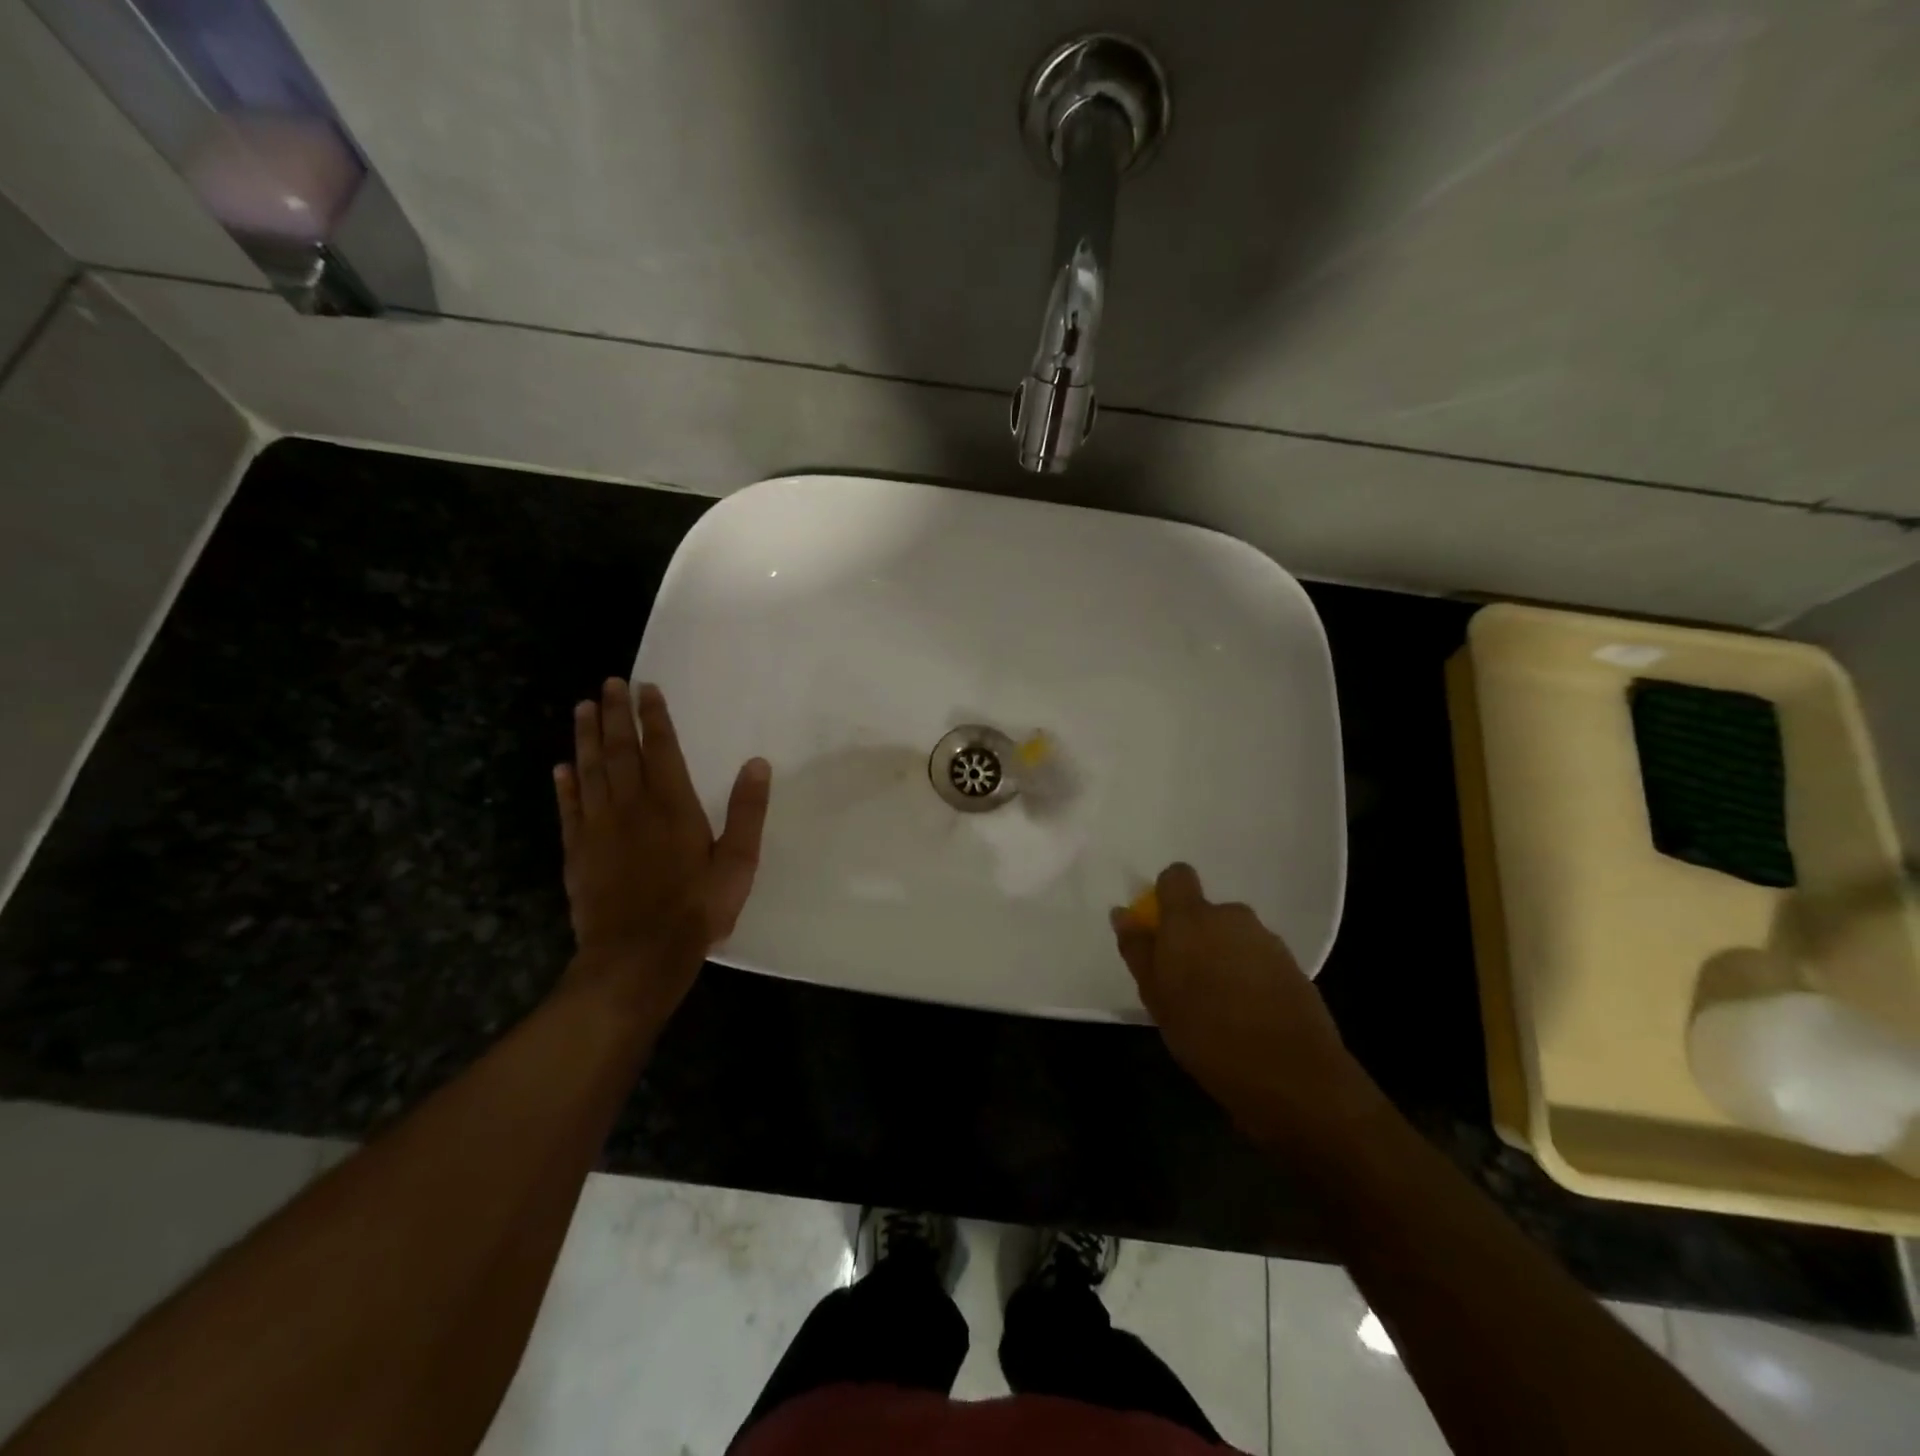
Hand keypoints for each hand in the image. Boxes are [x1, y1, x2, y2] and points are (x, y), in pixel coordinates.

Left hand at [554, 679, 770, 1017]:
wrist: (638, 956)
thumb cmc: (696, 908)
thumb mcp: (738, 862)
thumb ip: (747, 811)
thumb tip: (757, 763)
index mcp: (673, 805)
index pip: (662, 749)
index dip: (654, 717)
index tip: (646, 688)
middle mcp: (632, 806)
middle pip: (621, 751)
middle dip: (616, 715)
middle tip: (609, 683)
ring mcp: (599, 828)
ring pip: (591, 771)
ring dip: (587, 738)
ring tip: (583, 708)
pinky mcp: (578, 852)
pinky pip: (570, 809)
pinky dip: (566, 785)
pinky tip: (562, 767)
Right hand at [1113, 863, 1383, 1150]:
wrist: (1292, 1075)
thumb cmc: (1206, 1035)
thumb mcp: (1157, 997)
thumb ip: (1139, 950)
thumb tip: (1123, 913)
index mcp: (1191, 919)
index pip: (1176, 877)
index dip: (1167, 897)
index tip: (1161, 932)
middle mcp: (1231, 917)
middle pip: (1206, 913)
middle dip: (1196, 938)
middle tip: (1186, 982)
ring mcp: (1267, 941)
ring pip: (1233, 937)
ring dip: (1223, 958)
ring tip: (1219, 1005)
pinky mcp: (1293, 966)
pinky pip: (1259, 959)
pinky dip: (1250, 977)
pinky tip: (1248, 1016)